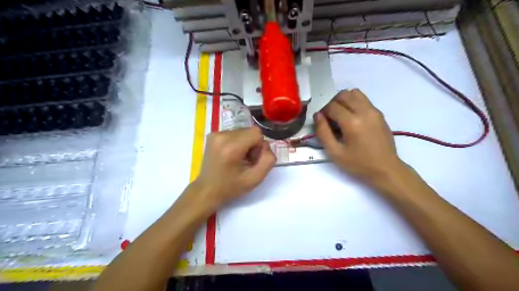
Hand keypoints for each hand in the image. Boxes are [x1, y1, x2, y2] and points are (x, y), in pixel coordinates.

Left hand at [194, 127, 275, 208]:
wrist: (207, 190)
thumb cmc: (231, 187)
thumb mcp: (256, 179)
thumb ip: (268, 160)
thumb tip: (265, 145)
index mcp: (232, 147)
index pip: (256, 132)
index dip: (259, 146)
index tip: (252, 160)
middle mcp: (222, 136)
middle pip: (249, 131)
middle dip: (252, 145)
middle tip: (245, 161)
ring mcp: (215, 134)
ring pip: (242, 131)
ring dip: (244, 144)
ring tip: (237, 159)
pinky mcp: (212, 135)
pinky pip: (233, 133)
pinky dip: (236, 142)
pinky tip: (230, 155)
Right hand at [315, 89, 407, 185]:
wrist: (386, 169)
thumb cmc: (358, 164)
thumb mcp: (334, 152)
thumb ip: (323, 132)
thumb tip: (317, 116)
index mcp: (352, 122)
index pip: (332, 106)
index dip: (323, 113)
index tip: (323, 123)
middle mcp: (364, 111)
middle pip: (343, 95)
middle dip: (332, 104)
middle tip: (331, 119)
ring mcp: (374, 111)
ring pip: (354, 93)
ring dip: (344, 101)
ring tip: (342, 116)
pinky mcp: (379, 113)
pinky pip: (363, 99)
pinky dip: (354, 103)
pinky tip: (353, 118)